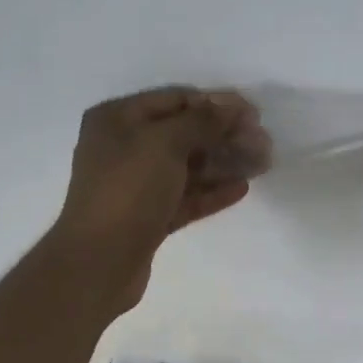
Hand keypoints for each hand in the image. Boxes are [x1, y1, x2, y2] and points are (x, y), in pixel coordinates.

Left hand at [51, 85, 270, 311]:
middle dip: (224, 136)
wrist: (99, 262)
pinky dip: (211, 192)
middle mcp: (124, 148)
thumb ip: (201, 122)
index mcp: (117, 119)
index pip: (174, 100)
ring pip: (187, 168)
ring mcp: (136, 186)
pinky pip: (184, 198)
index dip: (215, 104)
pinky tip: (241, 188)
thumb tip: (231, 106)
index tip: (253, 114)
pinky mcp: (148, 219)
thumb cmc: (127, 191)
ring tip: (261, 164)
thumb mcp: (163, 144)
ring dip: (223, 164)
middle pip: (183, 135)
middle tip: (263, 142)